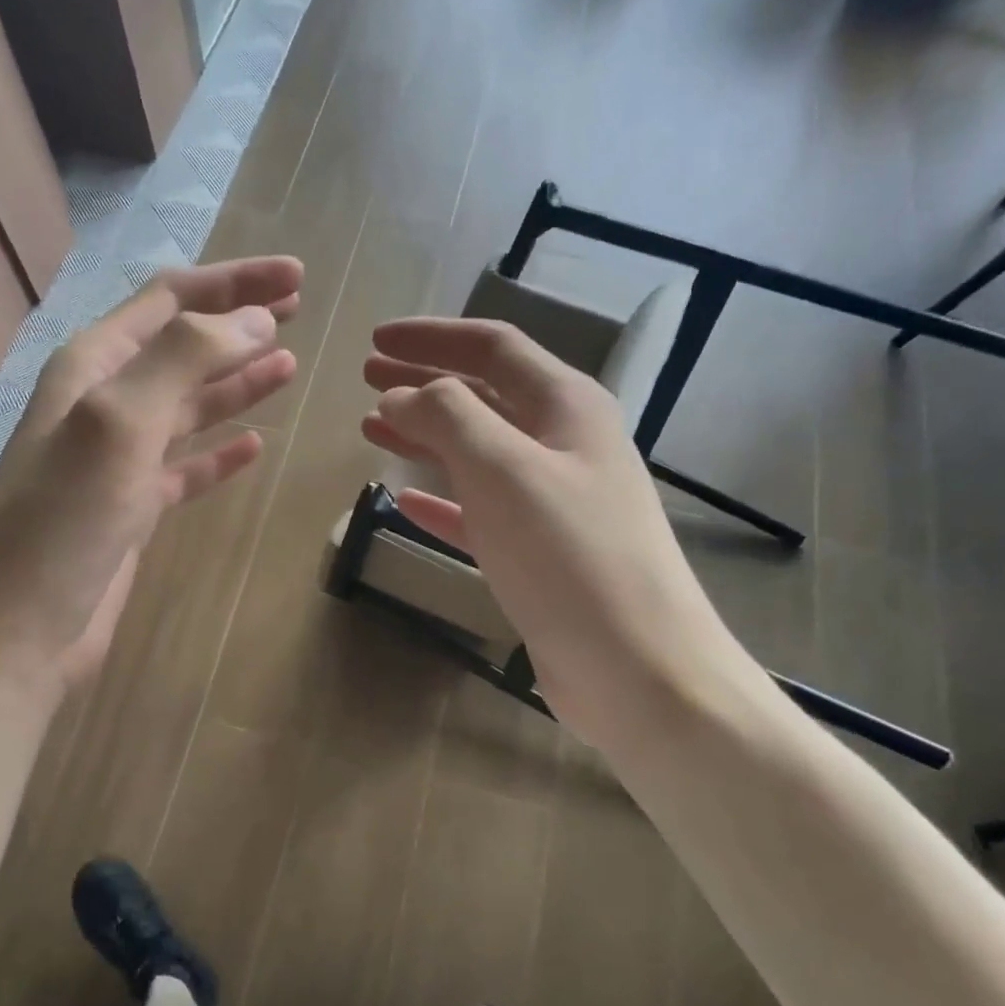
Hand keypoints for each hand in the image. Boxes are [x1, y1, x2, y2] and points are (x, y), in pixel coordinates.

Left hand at [0, 257, 302, 697]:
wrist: (16, 628)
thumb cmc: (60, 520)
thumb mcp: (117, 422)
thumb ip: (184, 361)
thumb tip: (257, 320)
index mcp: (93, 367)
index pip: (170, 301)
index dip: (233, 283)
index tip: (295, 277)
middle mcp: (105, 404)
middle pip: (183, 346)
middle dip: (239, 322)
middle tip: (298, 308)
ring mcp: (119, 460)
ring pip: (189, 406)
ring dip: (237, 383)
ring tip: (289, 366)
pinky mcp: (133, 510)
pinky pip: (186, 468)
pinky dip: (219, 454)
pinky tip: (253, 446)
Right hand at [361, 318, 757, 745]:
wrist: (636, 666)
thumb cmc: (570, 556)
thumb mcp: (505, 470)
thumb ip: (448, 418)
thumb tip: (399, 395)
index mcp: (566, 408)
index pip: (492, 349)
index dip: (432, 338)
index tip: (375, 340)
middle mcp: (564, 445)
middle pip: (484, 396)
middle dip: (424, 383)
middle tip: (368, 379)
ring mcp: (553, 502)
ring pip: (477, 453)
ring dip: (426, 436)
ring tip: (374, 429)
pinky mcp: (538, 554)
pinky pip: (479, 511)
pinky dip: (441, 500)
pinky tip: (405, 500)